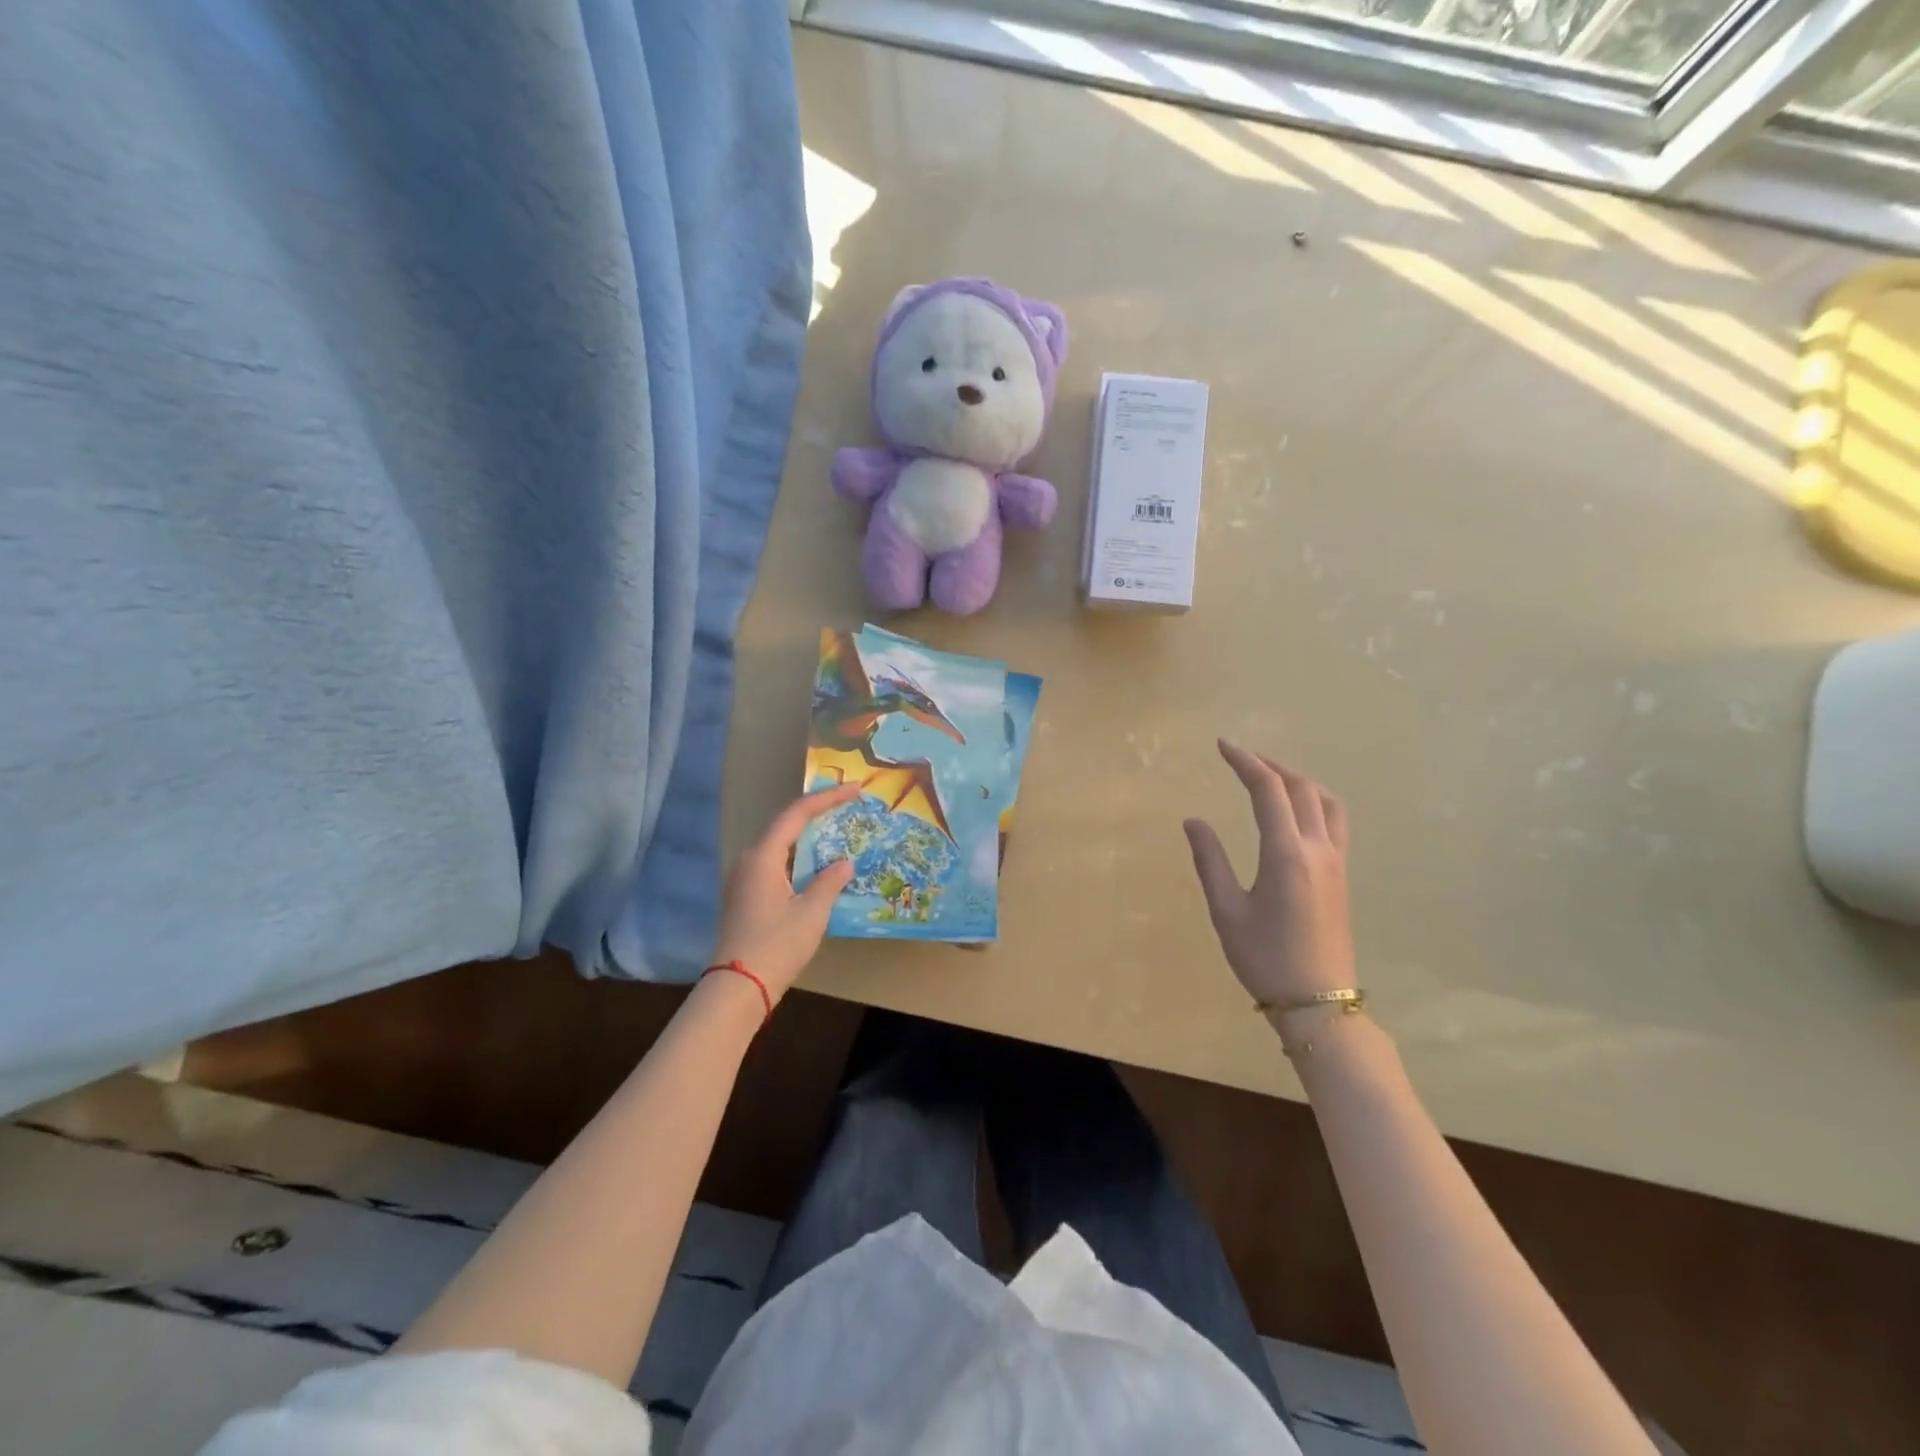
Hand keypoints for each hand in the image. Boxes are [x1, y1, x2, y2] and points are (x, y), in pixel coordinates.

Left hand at [712, 785, 858, 1000]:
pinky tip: (816, 867)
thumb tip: (844, 863)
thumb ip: (829, 882)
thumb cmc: (777, 945)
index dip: (826, 798)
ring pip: (779, 846)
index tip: (854, 789)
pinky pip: (775, 864)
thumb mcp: (812, 912)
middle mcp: (749, 861)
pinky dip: (798, 858)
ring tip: (836, 832)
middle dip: (817, 813)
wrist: (737, 988)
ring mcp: (743, 880)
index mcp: (763, 857)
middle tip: (847, 806)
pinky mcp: (745, 897)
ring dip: (808, 837)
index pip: (797, 814)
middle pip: (785, 826)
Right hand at [1184, 740, 1355, 1010]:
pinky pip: (1335, 820)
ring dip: (1297, 779)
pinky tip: (1296, 811)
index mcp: (1286, 854)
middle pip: (1299, 787)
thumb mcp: (1226, 911)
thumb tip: (1194, 821)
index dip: (1244, 761)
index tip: (1222, 745)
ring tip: (1269, 776)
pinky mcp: (1342, 875)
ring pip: (1325, 801)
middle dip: (1269, 765)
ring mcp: (1336, 861)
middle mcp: (1317, 848)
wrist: (1318, 1002)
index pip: (1267, 790)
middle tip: (1239, 757)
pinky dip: (1314, 799)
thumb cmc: (1264, 958)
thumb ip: (1210, 860)